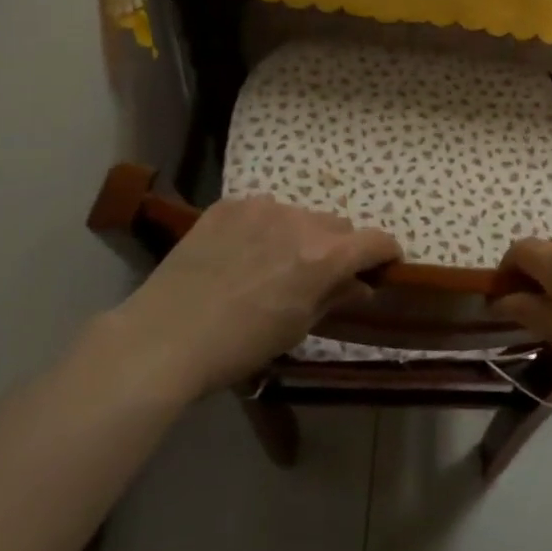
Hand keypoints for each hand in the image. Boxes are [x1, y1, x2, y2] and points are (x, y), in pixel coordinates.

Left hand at [110, 196, 398, 399]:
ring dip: (300, 234)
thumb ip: (335, 297)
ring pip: (300, 214)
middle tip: (319, 274)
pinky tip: (241, 254)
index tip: (384, 264)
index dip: (386, 252)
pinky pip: (262, 209)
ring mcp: (262, 207)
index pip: (375, 241)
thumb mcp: (297, 328)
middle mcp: (300, 221)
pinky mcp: (228, 205)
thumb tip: (360, 284)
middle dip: (339, 247)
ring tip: (273, 263)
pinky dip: (264, 227)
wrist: (164, 337)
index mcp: (324, 256)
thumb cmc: (239, 345)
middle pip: (338, 225)